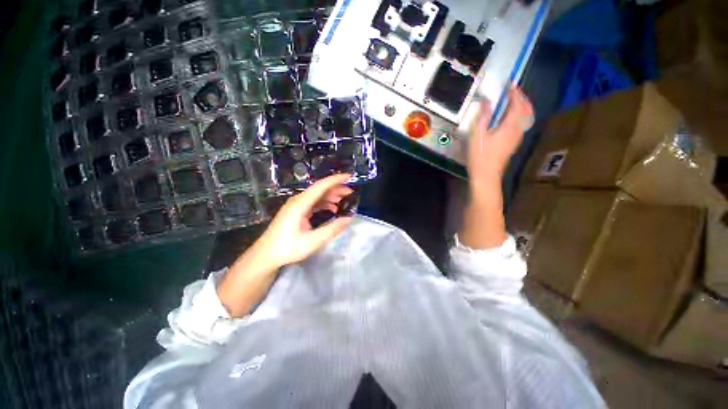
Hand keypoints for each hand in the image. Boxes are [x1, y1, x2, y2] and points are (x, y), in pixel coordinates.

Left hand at [254, 173, 353, 268]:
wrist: (266, 255)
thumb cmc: (288, 248)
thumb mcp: (313, 241)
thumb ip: (332, 229)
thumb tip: (349, 218)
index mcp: (300, 204)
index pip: (320, 186)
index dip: (335, 180)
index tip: (349, 176)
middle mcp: (298, 201)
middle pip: (320, 189)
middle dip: (336, 188)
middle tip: (351, 192)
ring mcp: (296, 206)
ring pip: (317, 196)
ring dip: (331, 196)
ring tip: (345, 199)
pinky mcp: (297, 211)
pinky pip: (313, 203)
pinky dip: (325, 203)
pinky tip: (333, 209)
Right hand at [468, 85, 532, 187]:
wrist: (486, 175)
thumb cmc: (479, 156)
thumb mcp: (477, 135)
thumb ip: (483, 117)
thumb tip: (486, 102)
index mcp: (509, 126)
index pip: (517, 104)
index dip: (515, 93)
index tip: (510, 84)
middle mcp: (517, 130)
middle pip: (526, 109)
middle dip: (522, 97)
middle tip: (513, 90)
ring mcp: (517, 137)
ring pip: (526, 116)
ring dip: (522, 105)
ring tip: (512, 100)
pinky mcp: (513, 143)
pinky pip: (521, 123)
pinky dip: (519, 114)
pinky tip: (510, 116)